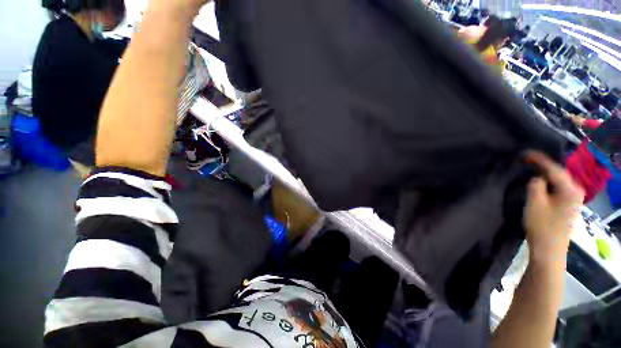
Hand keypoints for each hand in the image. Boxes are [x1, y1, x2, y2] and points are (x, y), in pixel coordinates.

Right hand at [523, 151, 583, 263]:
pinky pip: (558, 188)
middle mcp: (576, 190)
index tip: (525, 153)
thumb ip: (536, 185)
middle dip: (542, 166)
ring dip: (545, 174)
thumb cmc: (542, 225)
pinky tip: (540, 181)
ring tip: (531, 168)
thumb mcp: (534, 202)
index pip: (554, 169)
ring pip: (558, 180)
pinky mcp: (568, 204)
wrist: (549, 249)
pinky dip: (548, 183)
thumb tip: (537, 177)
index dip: (539, 159)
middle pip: (558, 173)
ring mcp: (574, 198)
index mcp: (570, 189)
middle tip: (526, 160)